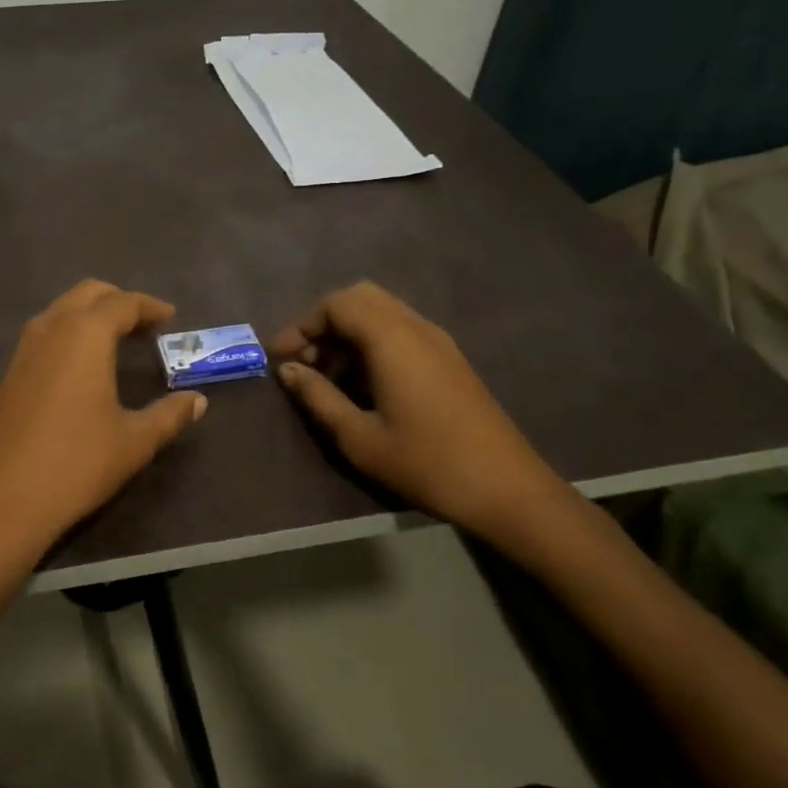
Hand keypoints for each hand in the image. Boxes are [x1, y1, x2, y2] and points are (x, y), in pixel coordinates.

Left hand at [0, 280, 206, 551]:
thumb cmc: (75, 463)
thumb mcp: (133, 442)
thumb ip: (169, 416)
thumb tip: (198, 402)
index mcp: (85, 334)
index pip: (123, 303)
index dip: (150, 307)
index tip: (170, 317)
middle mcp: (50, 329)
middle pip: (87, 294)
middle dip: (118, 301)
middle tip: (144, 324)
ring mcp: (23, 350)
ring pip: (61, 311)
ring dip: (90, 315)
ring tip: (116, 340)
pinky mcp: (7, 373)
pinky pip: (44, 335)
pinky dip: (69, 334)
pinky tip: (81, 366)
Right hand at [270, 281, 569, 542]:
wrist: (507, 489)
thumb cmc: (426, 464)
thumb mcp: (359, 437)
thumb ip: (318, 397)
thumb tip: (289, 370)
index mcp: (392, 339)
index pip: (336, 304)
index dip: (301, 325)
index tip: (280, 357)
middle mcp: (416, 327)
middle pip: (359, 298)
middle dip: (324, 322)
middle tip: (305, 360)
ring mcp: (437, 341)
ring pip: (381, 312)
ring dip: (348, 333)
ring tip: (329, 376)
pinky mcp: (449, 358)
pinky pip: (400, 330)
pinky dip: (371, 342)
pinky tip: (363, 384)